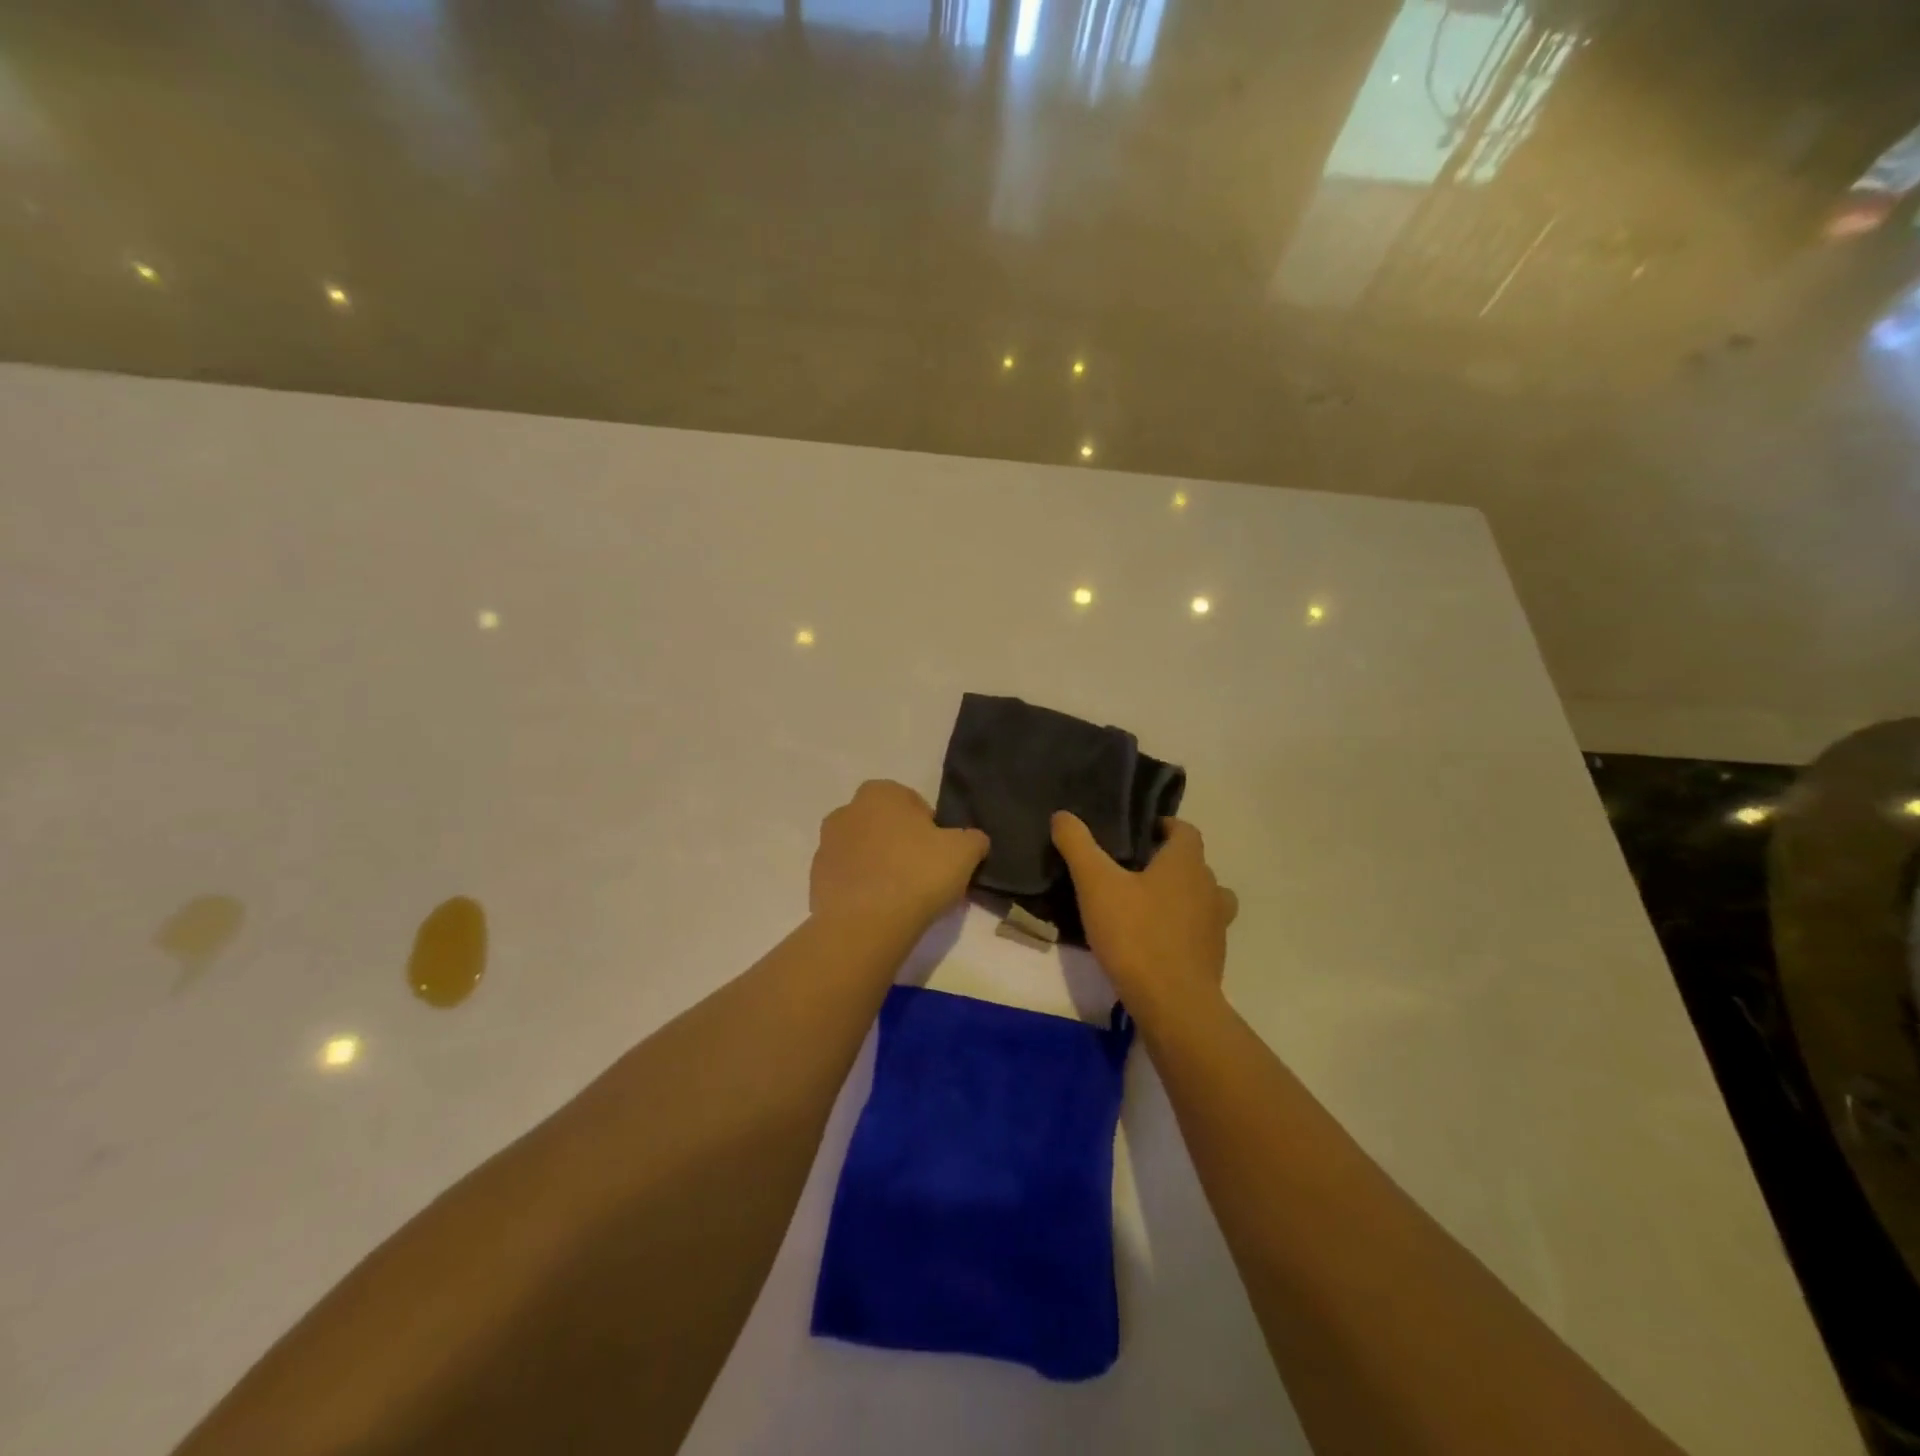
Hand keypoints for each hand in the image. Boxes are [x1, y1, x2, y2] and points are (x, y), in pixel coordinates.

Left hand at [811, 781, 989, 934]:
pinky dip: (862, 889)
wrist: (865, 924)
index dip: (931, 830)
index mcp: (880, 792)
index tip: (940, 857)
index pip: (914, 804)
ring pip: (864, 851)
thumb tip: (973, 841)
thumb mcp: (965, 852)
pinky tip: (879, 910)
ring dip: (880, 866)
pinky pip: (848, 878)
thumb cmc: (917, 874)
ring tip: (901, 898)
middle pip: (885, 826)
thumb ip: (973, 838)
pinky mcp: (815, 879)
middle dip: (901, 844)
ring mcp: (826, 845)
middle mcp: (847, 810)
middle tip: (923, 876)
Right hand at [1052, 812, 1236, 1019]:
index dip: (1164, 827)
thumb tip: (1063, 815)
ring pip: (1203, 898)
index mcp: (1185, 863)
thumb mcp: (1095, 884)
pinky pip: (1199, 931)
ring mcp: (1216, 925)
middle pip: (1193, 864)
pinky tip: (1154, 941)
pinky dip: (1182, 929)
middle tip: (1132, 869)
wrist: (1172, 1004)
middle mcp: (1209, 887)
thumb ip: (1078, 845)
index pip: (1185, 830)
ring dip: (1181, 896)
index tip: (1139, 833)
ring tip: (1147, 905)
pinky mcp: (1213, 957)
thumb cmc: (1135, 934)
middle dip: (1167, 862)